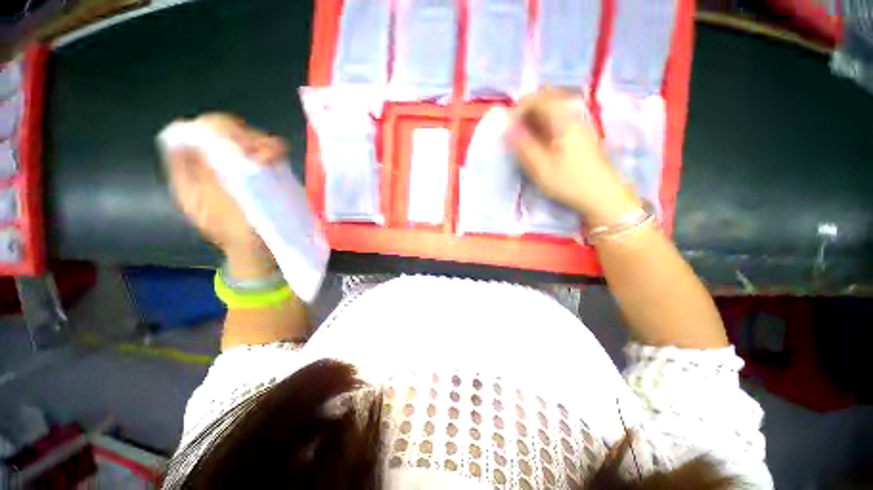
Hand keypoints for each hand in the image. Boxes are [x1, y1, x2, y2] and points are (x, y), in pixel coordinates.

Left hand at [165, 113, 286, 277]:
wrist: (260, 251)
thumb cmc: (238, 236)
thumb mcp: (217, 209)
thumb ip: (207, 175)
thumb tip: (203, 140)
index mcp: (189, 176)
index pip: (187, 136)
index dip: (207, 132)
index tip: (231, 143)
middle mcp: (209, 167)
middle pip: (216, 132)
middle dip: (237, 135)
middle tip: (257, 151)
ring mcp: (234, 169)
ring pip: (241, 138)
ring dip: (257, 141)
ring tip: (272, 156)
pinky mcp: (257, 173)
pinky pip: (261, 151)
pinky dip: (270, 149)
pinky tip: (277, 157)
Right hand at [508, 89, 640, 226]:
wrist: (602, 195)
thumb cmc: (569, 182)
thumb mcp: (540, 167)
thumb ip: (523, 145)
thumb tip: (507, 128)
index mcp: (563, 119)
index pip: (538, 98)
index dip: (519, 108)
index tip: (509, 126)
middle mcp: (573, 114)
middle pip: (547, 98)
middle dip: (527, 110)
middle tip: (516, 130)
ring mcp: (580, 123)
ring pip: (554, 108)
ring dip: (536, 118)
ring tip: (525, 138)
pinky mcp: (581, 133)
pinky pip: (559, 119)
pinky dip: (545, 125)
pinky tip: (540, 142)